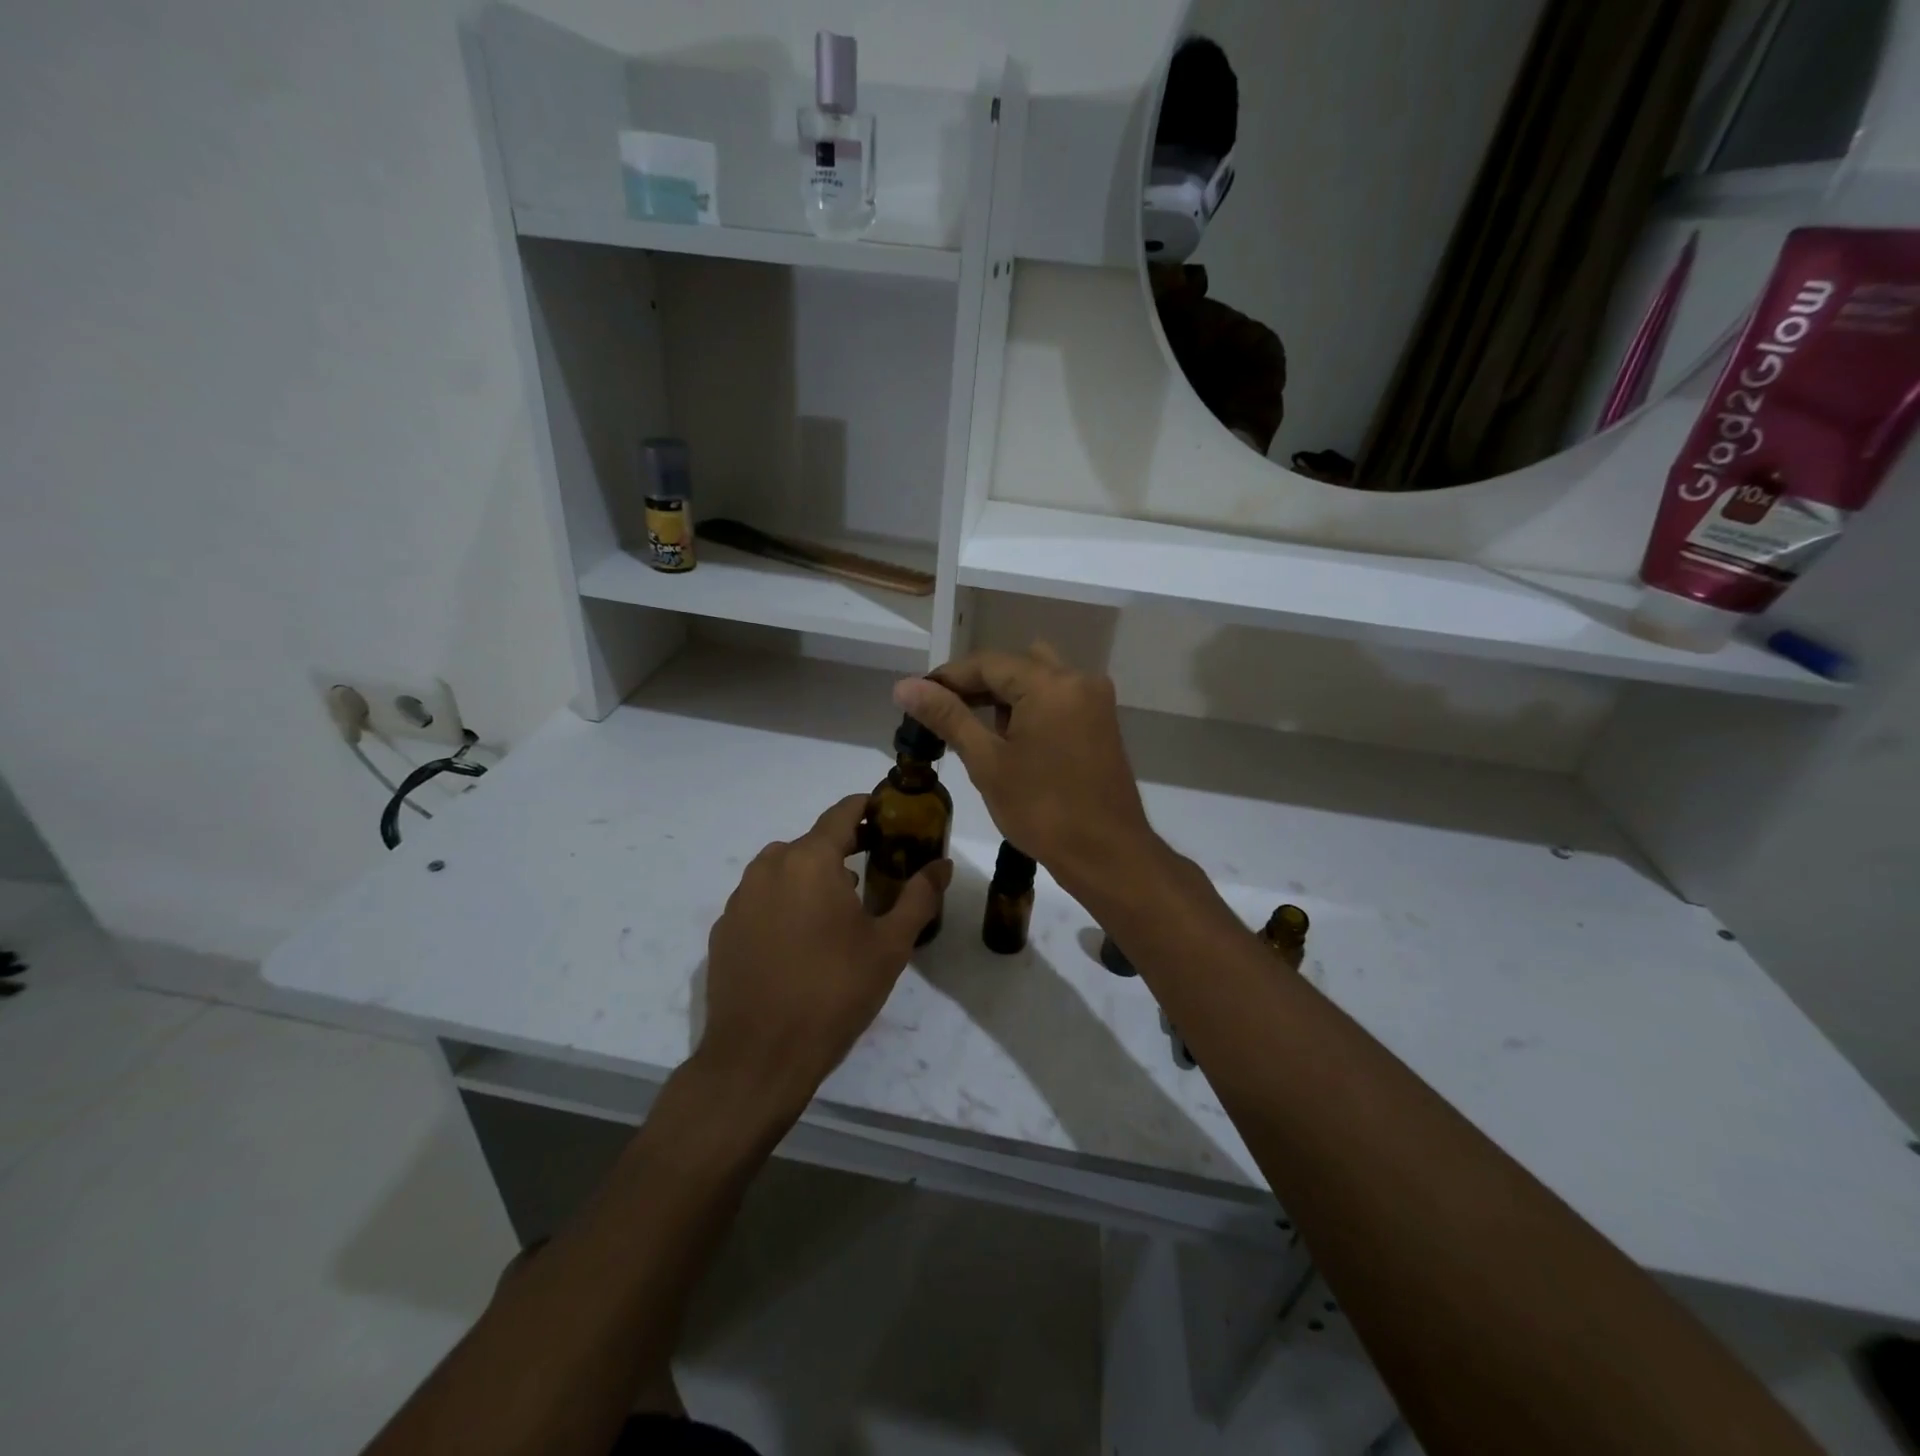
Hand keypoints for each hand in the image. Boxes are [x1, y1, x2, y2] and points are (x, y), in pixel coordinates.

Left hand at [698, 794, 951, 1122]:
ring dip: (811, 876)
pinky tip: (800, 940)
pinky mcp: (723, 930)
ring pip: (783, 869)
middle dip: (843, 848)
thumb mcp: (889, 946)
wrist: (758, 1058)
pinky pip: (761, 900)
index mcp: (809, 861)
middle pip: (811, 842)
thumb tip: (942, 864)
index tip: (887, 814)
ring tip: (839, 907)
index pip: (841, 814)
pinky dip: (784, 903)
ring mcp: (740, 899)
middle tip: (873, 867)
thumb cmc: (833, 993)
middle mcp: (769, 868)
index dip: (866, 808)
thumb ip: (919, 897)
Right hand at [894, 645, 1156, 897]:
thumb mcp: (988, 762)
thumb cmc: (1043, 810)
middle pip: (1015, 665)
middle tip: (942, 713)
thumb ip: (948, 717)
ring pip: (1038, 680)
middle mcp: (1078, 680)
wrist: (1107, 855)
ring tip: (972, 729)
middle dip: (976, 685)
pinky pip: (1057, 699)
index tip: (917, 698)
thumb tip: (905, 686)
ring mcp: (1095, 701)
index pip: (988, 663)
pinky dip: (1029, 708)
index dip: (948, 677)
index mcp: (1051, 684)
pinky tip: (1008, 739)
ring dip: (1003, 696)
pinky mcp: (1101, 723)